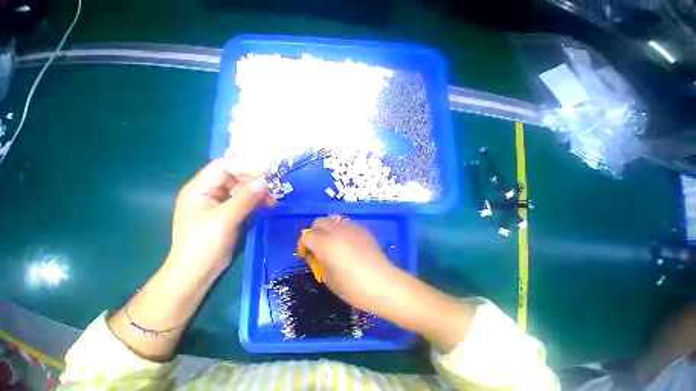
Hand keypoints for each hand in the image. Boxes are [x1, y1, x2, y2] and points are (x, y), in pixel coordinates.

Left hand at [167, 159, 271, 276]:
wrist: (197, 272)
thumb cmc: (203, 245)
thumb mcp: (224, 220)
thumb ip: (245, 199)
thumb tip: (265, 181)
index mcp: (199, 188)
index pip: (224, 167)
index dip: (245, 167)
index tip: (267, 172)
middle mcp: (209, 191)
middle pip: (235, 177)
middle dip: (255, 180)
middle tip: (274, 186)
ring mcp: (220, 202)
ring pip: (243, 189)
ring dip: (259, 191)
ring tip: (273, 199)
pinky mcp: (229, 212)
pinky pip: (246, 200)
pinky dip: (257, 201)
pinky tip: (268, 205)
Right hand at [304, 216, 475, 351]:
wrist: (382, 283)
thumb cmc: (353, 287)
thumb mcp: (329, 279)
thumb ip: (319, 262)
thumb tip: (318, 255)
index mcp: (325, 243)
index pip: (307, 236)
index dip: (303, 245)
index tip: (306, 254)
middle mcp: (336, 230)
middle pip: (319, 222)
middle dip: (315, 232)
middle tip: (318, 246)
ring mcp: (351, 227)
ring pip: (334, 218)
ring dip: (328, 227)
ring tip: (333, 241)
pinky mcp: (362, 229)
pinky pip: (347, 223)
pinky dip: (342, 229)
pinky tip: (348, 241)